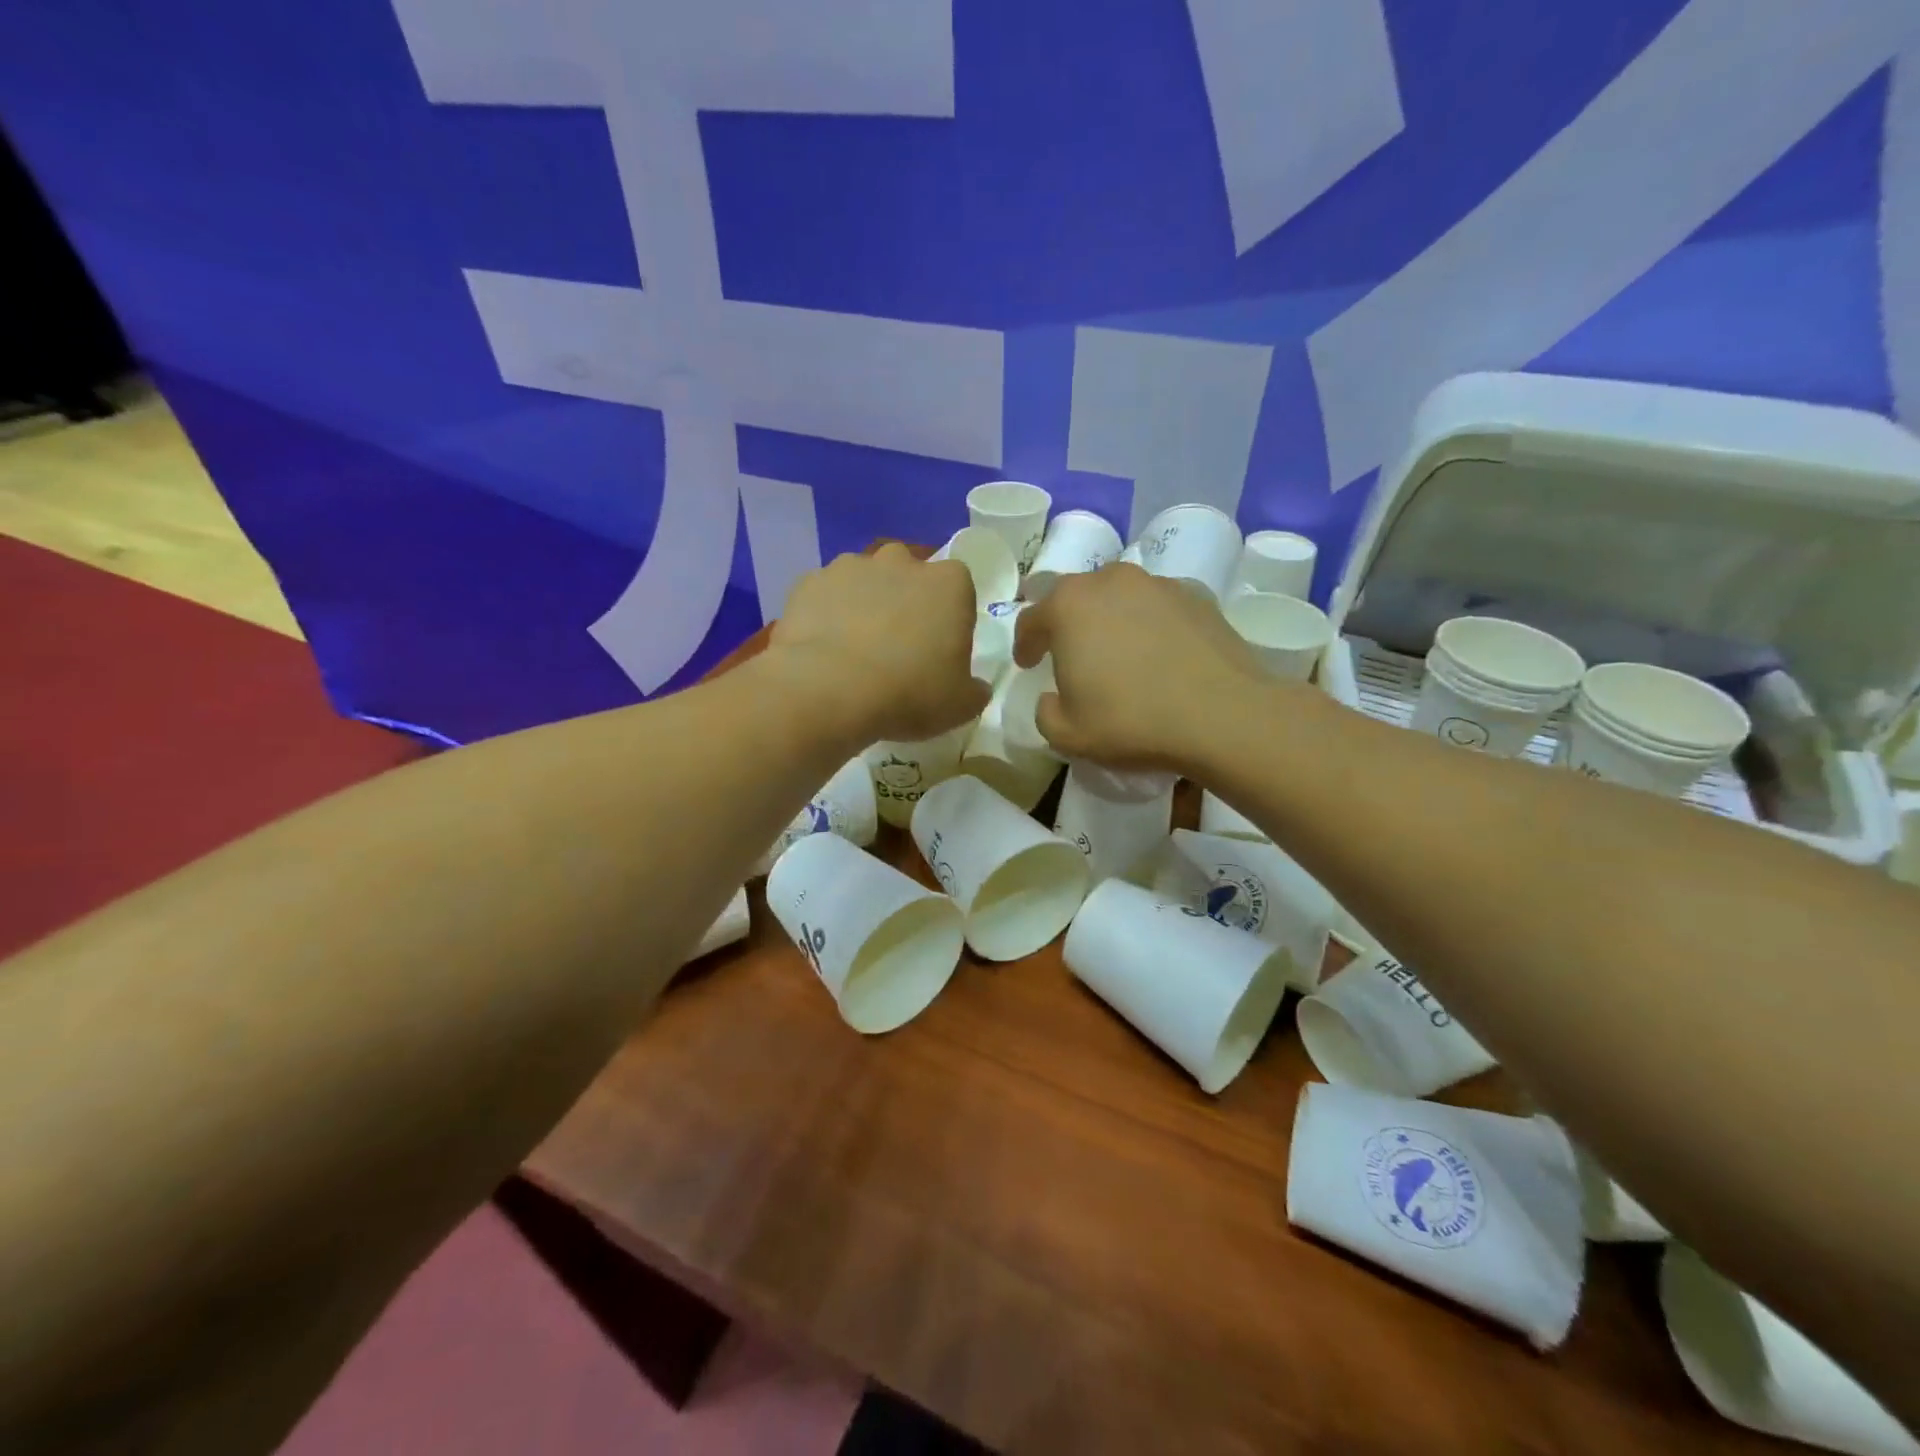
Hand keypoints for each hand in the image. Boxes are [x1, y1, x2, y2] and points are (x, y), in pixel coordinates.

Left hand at [766, 544, 988, 744]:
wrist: (829, 690)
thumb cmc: (909, 692)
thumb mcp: (961, 705)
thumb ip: (974, 690)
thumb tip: (974, 687)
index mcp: (949, 583)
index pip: (959, 589)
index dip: (950, 618)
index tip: (940, 650)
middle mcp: (901, 561)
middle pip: (909, 575)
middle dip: (906, 602)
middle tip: (898, 647)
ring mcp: (850, 567)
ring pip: (864, 582)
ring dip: (864, 605)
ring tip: (856, 651)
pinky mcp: (809, 583)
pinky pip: (825, 597)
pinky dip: (827, 615)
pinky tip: (824, 650)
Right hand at [1013, 564, 1267, 769]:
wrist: (1222, 715)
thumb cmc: (1131, 721)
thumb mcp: (1068, 735)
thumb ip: (1046, 713)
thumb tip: (1052, 699)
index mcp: (1068, 606)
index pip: (1031, 618)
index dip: (1025, 643)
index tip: (1028, 664)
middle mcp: (1109, 581)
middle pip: (1074, 596)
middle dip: (1065, 623)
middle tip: (1068, 653)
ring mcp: (1156, 584)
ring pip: (1118, 596)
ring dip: (1108, 619)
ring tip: (1116, 651)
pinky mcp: (1196, 595)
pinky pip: (1156, 607)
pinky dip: (1148, 624)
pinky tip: (1157, 654)